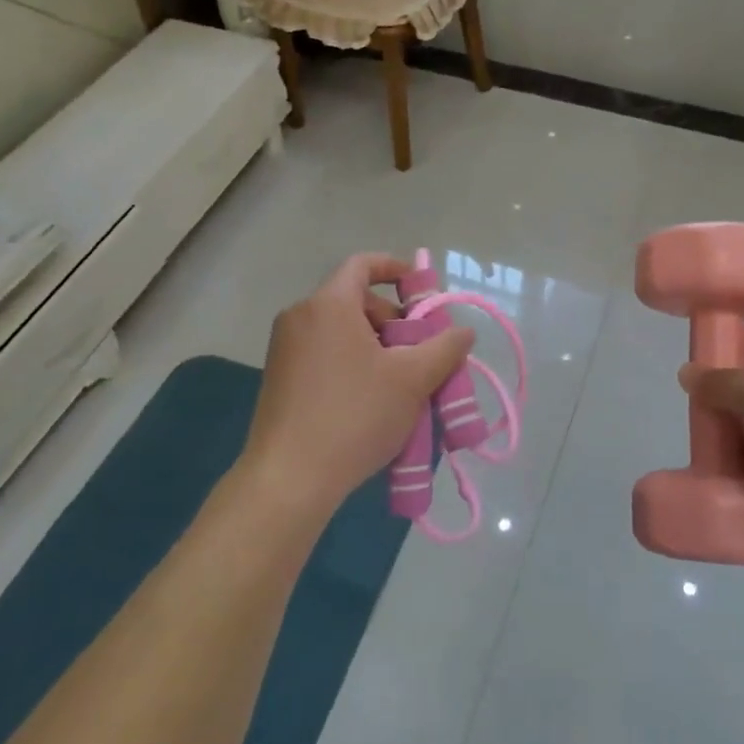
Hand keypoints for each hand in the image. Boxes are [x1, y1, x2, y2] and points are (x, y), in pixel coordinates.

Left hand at [242, 254, 473, 512]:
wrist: (289, 479)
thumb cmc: (355, 415)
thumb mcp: (412, 380)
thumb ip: (444, 348)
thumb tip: (464, 332)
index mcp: (329, 305)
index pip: (363, 264)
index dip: (396, 268)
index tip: (422, 289)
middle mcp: (300, 317)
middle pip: (355, 300)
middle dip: (394, 319)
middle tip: (420, 351)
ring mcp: (284, 349)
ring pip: (341, 330)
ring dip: (376, 345)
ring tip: (402, 382)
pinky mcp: (279, 378)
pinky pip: (324, 353)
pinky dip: (353, 362)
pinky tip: (372, 400)